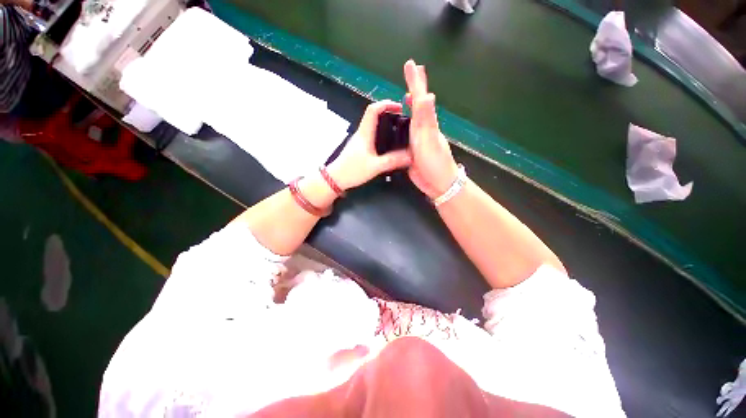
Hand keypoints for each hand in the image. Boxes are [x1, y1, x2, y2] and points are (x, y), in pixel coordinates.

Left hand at [327, 100, 411, 190]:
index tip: (399, 107)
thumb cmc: (353, 170)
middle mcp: (362, 133)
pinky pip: (372, 135)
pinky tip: (389, 144)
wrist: (336, 178)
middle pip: (374, 115)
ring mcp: (360, 139)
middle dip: (389, 113)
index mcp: (365, 133)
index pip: (373, 109)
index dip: (386, 103)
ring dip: (386, 124)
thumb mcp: (375, 167)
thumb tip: (410, 156)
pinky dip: (382, 134)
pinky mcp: (359, 146)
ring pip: (373, 125)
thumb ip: (393, 161)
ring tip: (399, 131)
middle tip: (403, 120)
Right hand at [403, 59, 458, 198]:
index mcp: (425, 123)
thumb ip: (426, 119)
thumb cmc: (435, 162)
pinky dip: (405, 126)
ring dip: (409, 106)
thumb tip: (427, 94)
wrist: (438, 183)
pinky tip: (402, 127)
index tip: (411, 64)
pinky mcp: (412, 150)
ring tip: (405, 97)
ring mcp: (418, 139)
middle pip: (417, 104)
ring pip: (413, 118)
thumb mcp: (429, 139)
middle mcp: (422, 128)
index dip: (415, 81)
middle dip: (414, 88)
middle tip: (411, 73)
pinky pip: (407, 134)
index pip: (419, 98)